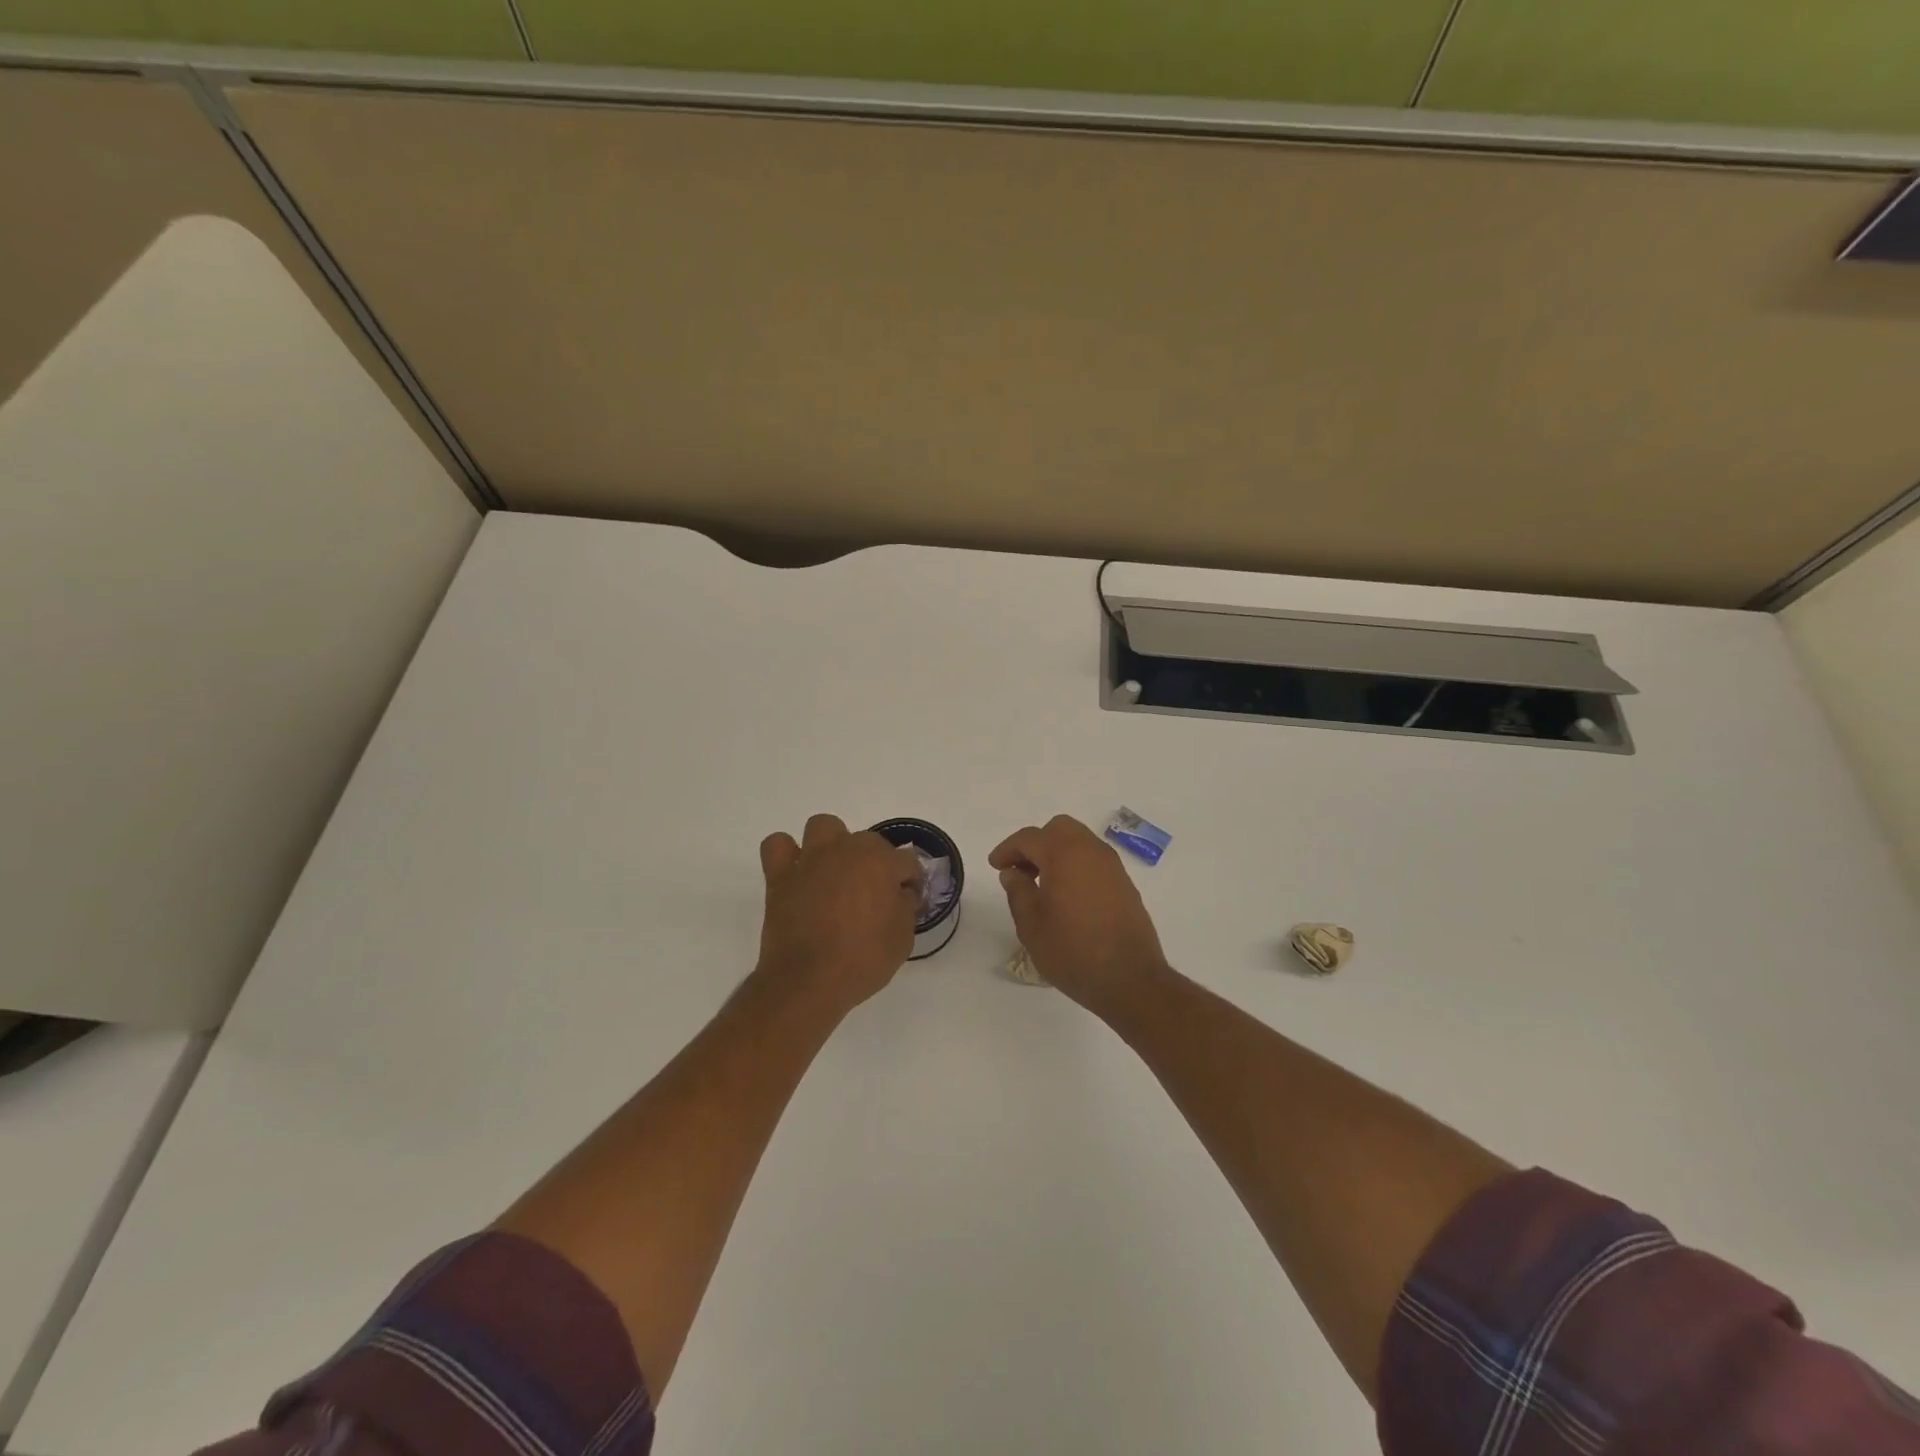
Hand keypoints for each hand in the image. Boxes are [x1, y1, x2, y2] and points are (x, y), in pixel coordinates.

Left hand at [757, 814, 923, 1014]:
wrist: (808, 981)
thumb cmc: (863, 960)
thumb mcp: (903, 938)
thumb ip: (906, 906)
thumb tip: (902, 893)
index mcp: (881, 861)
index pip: (907, 861)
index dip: (911, 882)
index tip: (909, 902)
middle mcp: (847, 849)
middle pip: (869, 842)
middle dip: (876, 863)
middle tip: (874, 895)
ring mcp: (811, 858)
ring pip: (824, 827)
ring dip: (833, 844)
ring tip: (836, 872)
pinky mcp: (780, 875)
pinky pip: (778, 845)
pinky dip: (787, 854)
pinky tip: (797, 873)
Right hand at [989, 815, 1170, 1015]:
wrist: (1130, 979)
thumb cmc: (1072, 950)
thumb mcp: (1031, 924)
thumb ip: (1018, 891)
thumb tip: (1013, 872)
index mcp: (1065, 853)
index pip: (1029, 838)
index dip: (1008, 849)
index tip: (996, 865)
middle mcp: (1091, 851)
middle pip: (1059, 829)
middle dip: (1036, 843)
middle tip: (1021, 870)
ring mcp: (1113, 866)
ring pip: (1080, 842)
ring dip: (1057, 853)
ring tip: (1041, 884)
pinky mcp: (1125, 884)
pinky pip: (1094, 861)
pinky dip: (1076, 866)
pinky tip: (1067, 895)